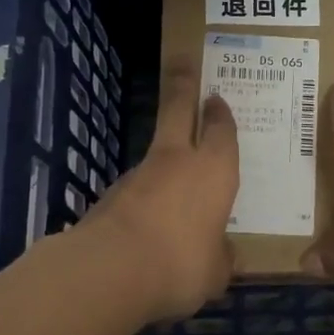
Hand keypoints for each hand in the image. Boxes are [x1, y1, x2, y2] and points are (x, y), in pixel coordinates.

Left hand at [79, 58, 238, 322]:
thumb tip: (224, 254)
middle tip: (183, 63)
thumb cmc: (181, 264)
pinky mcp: (110, 196)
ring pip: (155, 153)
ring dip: (164, 157)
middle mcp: (177, 162)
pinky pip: (136, 191)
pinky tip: (148, 226)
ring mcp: (138, 175)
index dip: (221, 115)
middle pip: (178, 110)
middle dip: (183, 85)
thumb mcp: (215, 272)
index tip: (216, 98)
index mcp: (213, 171)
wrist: (109, 270)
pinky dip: (144, 199)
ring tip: (173, 183)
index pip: (221, 131)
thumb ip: (220, 257)